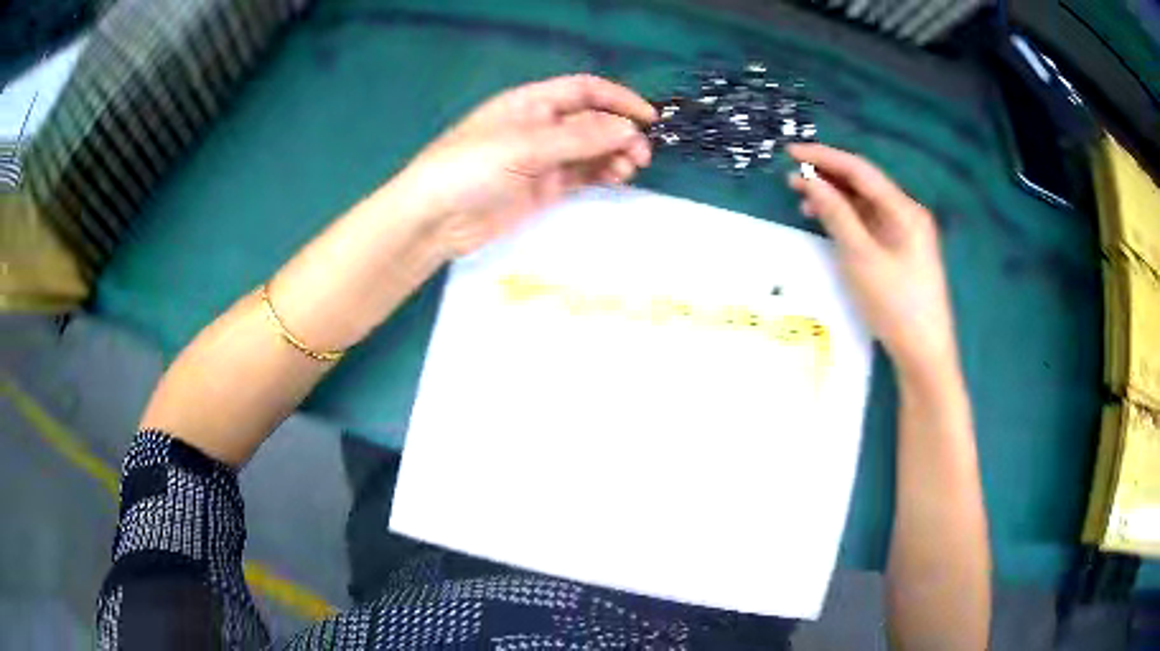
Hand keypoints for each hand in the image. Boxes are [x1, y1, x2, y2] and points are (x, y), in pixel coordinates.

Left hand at [388, 74, 656, 256]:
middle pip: (592, 121)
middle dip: (620, 132)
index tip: (648, 118)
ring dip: (614, 155)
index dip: (618, 99)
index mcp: (531, 102)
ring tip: (629, 169)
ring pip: (590, 150)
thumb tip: (628, 129)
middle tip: (640, 155)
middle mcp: (540, 126)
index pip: (584, 91)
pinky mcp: (543, 189)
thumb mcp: (525, 146)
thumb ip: (579, 137)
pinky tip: (615, 179)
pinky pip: (581, 175)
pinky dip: (601, 175)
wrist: (434, 220)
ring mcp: (542, 159)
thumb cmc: (471, 167)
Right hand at [787, 144, 956, 375]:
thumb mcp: (861, 258)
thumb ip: (836, 215)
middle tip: (791, 178)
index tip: (791, 152)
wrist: (924, 353)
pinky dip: (847, 221)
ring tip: (802, 200)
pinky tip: (827, 224)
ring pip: (865, 206)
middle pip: (863, 185)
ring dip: (835, 200)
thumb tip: (811, 182)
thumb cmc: (895, 304)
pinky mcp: (899, 253)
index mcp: (904, 209)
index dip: (825, 157)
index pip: (860, 170)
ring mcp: (904, 235)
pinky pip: (870, 226)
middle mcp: (906, 214)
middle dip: (828, 178)